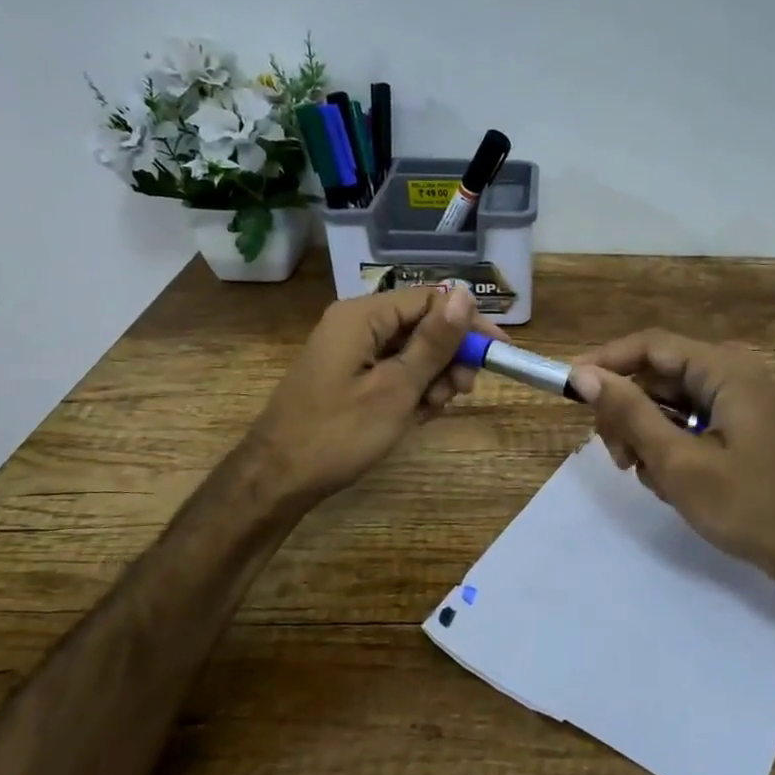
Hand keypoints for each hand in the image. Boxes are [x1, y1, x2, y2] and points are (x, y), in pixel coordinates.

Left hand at [248, 287, 496, 506]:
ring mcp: (350, 352)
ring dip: (432, 378)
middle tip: (461, 392)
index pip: (430, 300)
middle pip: (421, 325)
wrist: (277, 479)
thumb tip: (464, 295)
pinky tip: (417, 417)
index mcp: (363, 316)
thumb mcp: (396, 388)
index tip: (497, 353)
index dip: (467, 324)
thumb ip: (433, 342)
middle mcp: (356, 324)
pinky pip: (392, 371)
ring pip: (410, 351)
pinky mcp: (349, 377)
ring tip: (433, 410)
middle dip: (448, 357)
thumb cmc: (339, 433)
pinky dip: (411, 391)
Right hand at [569, 331, 774, 596]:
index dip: (606, 361)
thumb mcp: (677, 461)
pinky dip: (668, 447)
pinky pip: (686, 422)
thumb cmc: (745, 505)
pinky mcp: (736, 425)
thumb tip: (585, 375)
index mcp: (725, 370)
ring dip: (646, 436)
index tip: (570, 386)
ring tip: (648, 476)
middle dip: (628, 413)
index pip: (650, 346)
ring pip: (667, 403)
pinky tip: (669, 481)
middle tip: (616, 456)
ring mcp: (736, 400)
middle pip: (656, 376)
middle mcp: (731, 373)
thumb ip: (629, 414)